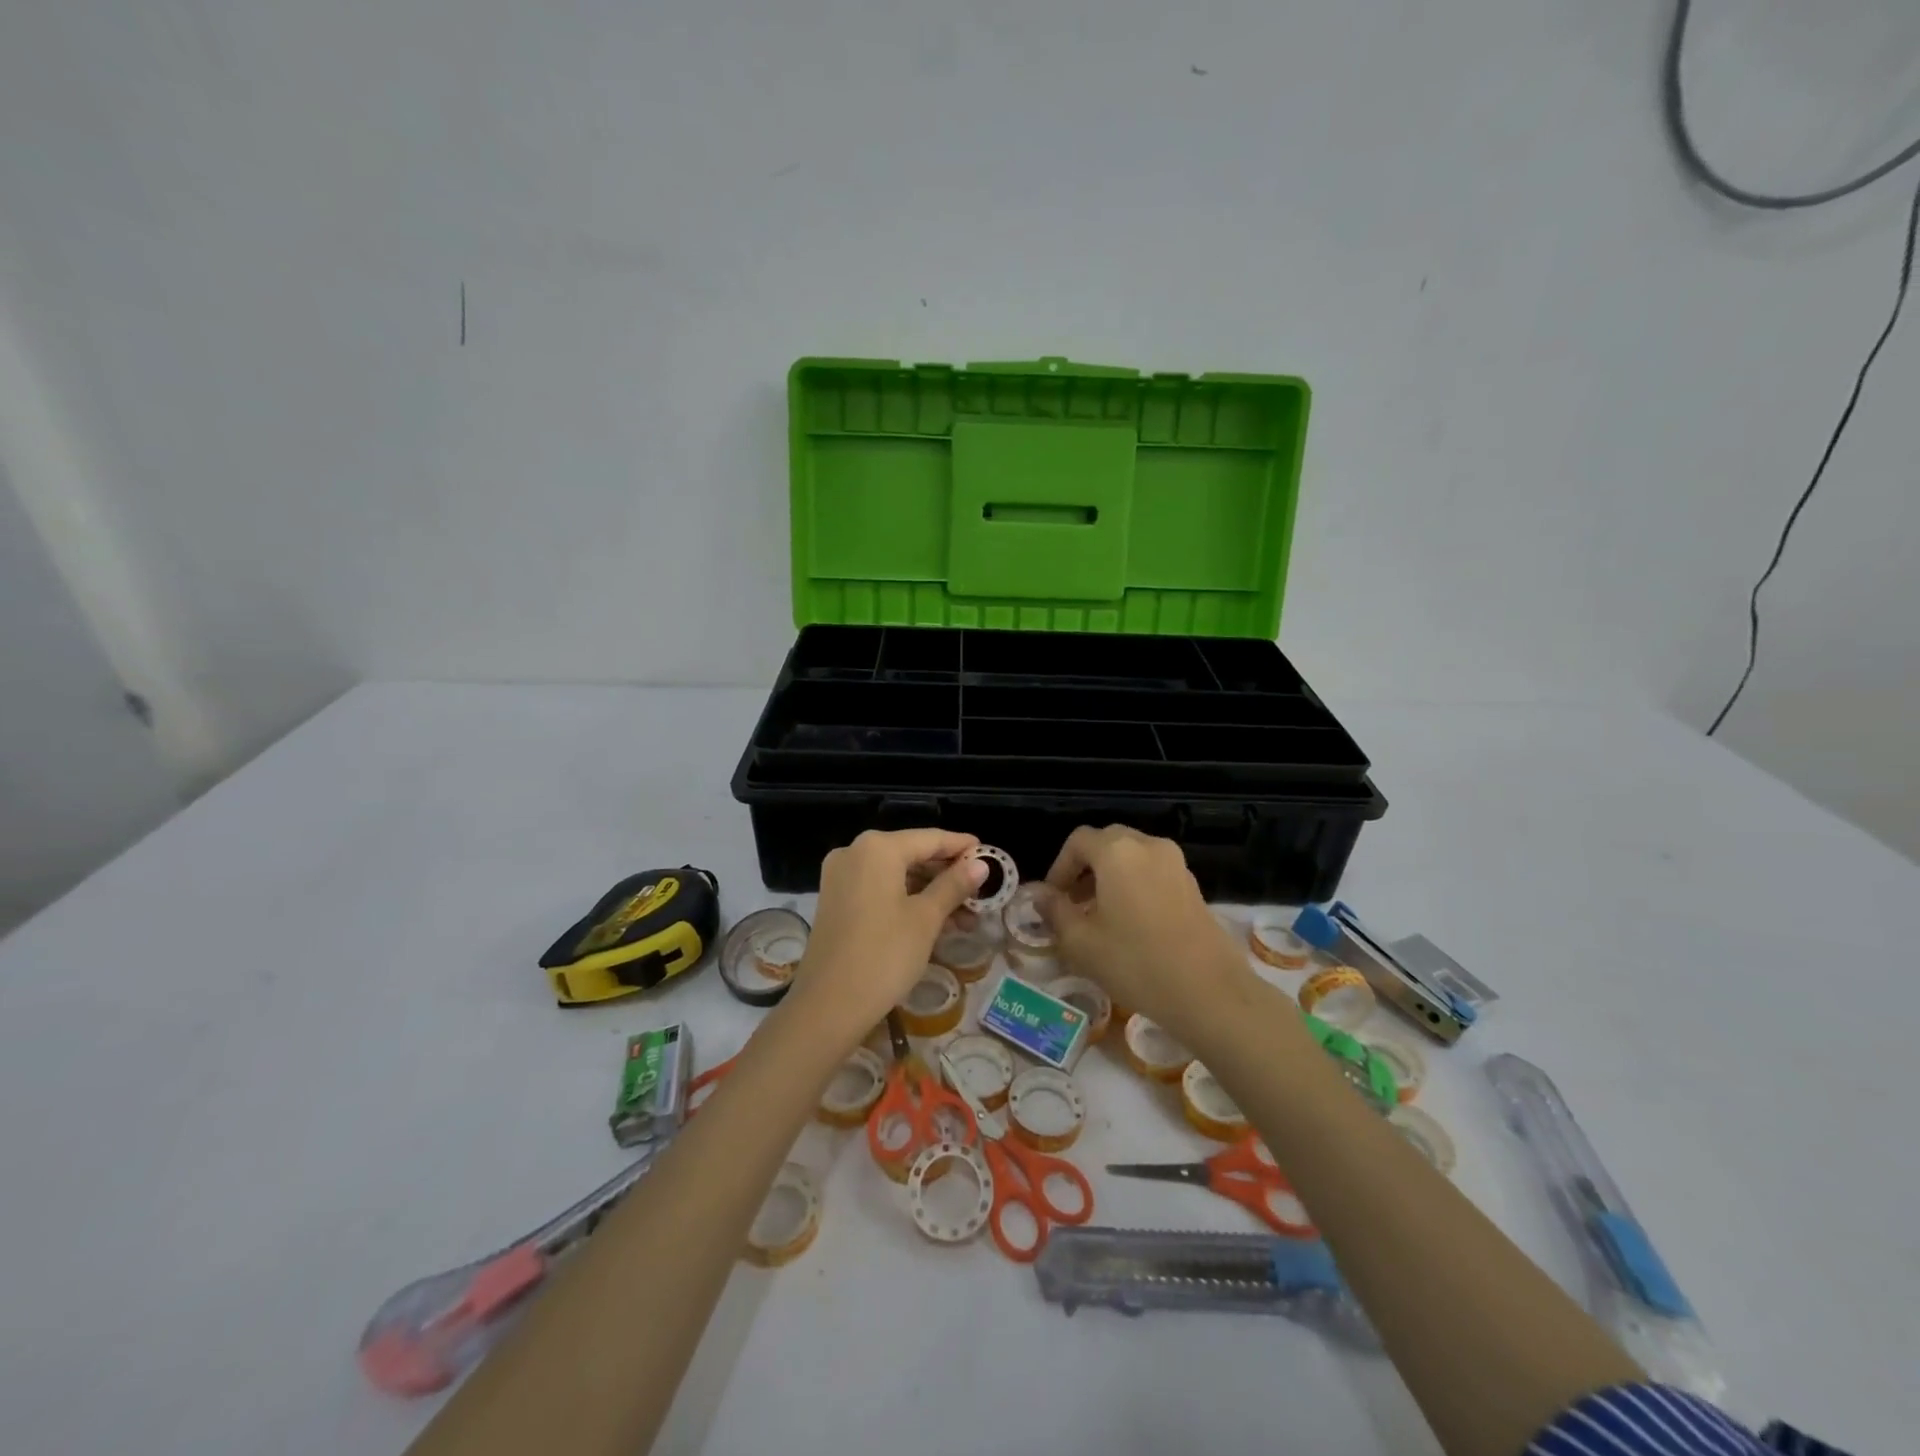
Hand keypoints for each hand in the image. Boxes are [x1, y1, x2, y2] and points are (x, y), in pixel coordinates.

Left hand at [790, 829, 985, 1041]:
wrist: (828, 1006)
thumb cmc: (884, 955)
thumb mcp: (926, 919)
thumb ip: (954, 885)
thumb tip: (981, 864)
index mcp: (878, 848)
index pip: (930, 838)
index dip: (962, 846)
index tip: (990, 855)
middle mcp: (855, 852)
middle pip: (912, 854)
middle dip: (948, 874)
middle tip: (981, 893)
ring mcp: (841, 877)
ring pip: (896, 874)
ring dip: (930, 891)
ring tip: (966, 916)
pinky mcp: (836, 900)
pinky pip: (879, 889)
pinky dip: (907, 900)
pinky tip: (935, 921)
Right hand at [1034, 826, 1250, 1043]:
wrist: (1209, 992)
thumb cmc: (1136, 963)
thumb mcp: (1081, 942)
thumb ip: (1054, 911)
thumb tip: (1039, 895)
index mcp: (1117, 851)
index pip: (1078, 841)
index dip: (1058, 867)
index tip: (1051, 899)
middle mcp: (1148, 846)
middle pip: (1107, 842)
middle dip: (1084, 868)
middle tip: (1072, 903)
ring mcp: (1175, 864)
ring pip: (1132, 856)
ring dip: (1109, 876)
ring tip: (1099, 915)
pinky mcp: (1193, 885)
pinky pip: (1152, 872)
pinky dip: (1134, 884)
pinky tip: (1130, 923)